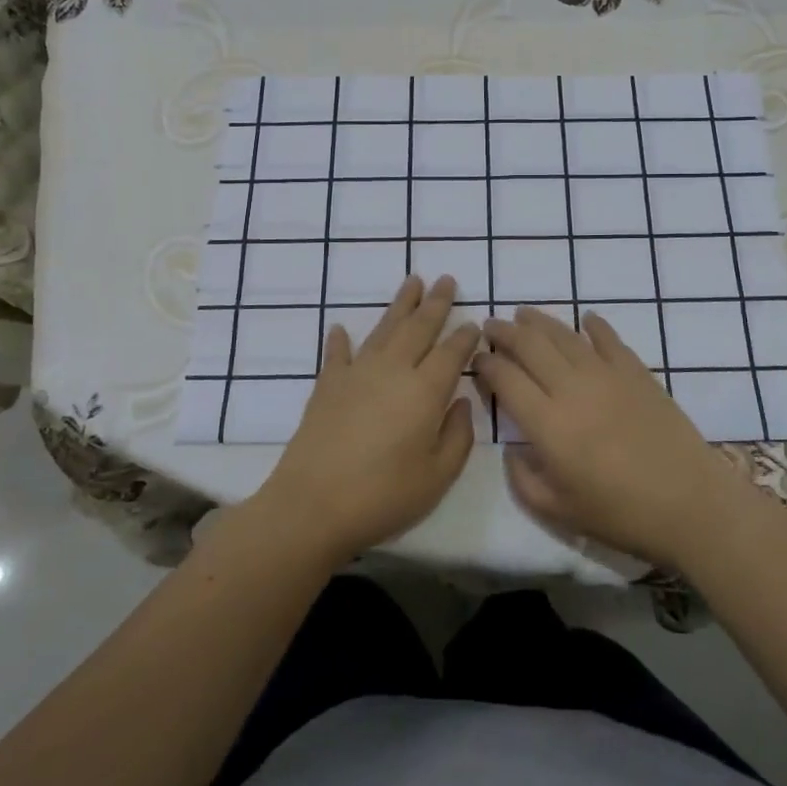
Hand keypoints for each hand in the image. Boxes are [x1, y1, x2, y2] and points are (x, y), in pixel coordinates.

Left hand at [257, 275, 478, 567]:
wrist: (312, 505)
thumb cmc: (383, 496)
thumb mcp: (438, 477)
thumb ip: (458, 436)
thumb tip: (461, 402)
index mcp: (425, 391)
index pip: (451, 353)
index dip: (465, 336)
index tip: (474, 322)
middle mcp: (393, 371)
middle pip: (418, 328)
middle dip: (435, 303)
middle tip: (446, 280)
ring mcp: (356, 374)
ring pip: (384, 329)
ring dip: (400, 305)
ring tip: (412, 282)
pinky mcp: (327, 386)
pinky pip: (337, 354)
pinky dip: (340, 340)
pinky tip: (341, 328)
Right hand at [478, 308, 741, 567]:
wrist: (690, 504)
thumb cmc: (621, 514)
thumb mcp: (558, 512)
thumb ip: (523, 480)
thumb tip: (512, 450)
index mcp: (547, 424)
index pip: (506, 379)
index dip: (487, 364)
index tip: (477, 359)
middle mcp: (572, 389)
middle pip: (530, 346)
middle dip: (505, 332)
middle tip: (491, 325)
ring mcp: (607, 375)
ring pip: (564, 336)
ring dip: (540, 322)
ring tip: (524, 314)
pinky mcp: (636, 372)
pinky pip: (609, 339)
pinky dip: (594, 326)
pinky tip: (586, 319)